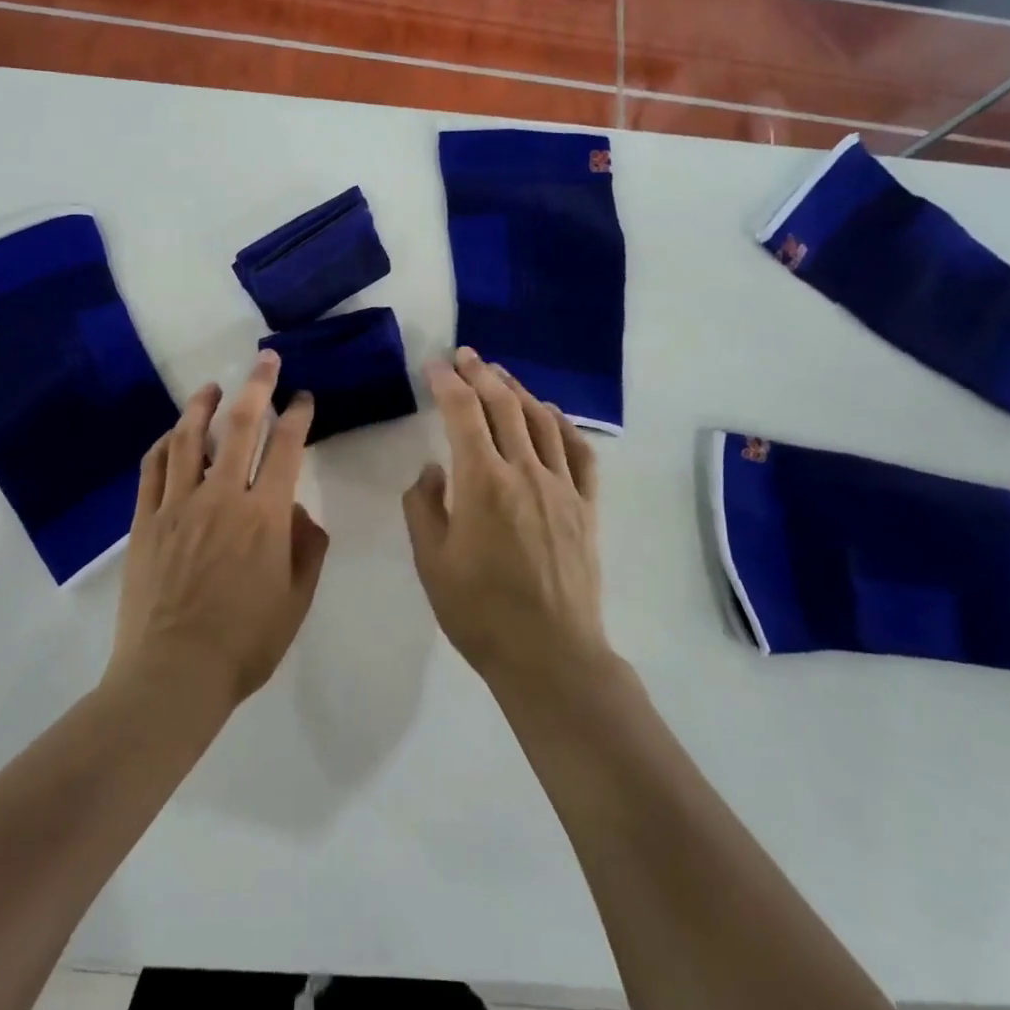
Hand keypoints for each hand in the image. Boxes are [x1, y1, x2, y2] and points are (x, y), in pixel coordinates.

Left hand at [108, 350, 327, 707]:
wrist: (173, 675)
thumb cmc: (244, 643)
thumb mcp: (296, 601)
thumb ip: (306, 548)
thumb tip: (299, 512)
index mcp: (264, 516)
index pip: (286, 448)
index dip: (298, 416)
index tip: (303, 398)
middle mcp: (221, 497)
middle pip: (240, 427)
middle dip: (257, 387)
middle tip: (264, 360)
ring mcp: (177, 505)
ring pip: (189, 439)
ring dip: (203, 406)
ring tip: (212, 388)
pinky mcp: (145, 521)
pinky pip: (152, 469)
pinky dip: (163, 444)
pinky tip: (171, 434)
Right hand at [403, 348, 607, 691]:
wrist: (549, 653)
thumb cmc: (479, 611)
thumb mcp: (431, 561)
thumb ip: (423, 506)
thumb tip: (433, 470)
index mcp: (483, 482)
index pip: (463, 413)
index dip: (447, 382)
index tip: (434, 365)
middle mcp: (525, 471)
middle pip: (503, 405)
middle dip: (481, 373)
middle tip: (465, 355)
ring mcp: (561, 486)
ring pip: (540, 420)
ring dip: (518, 390)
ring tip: (500, 374)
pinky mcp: (586, 505)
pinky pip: (578, 451)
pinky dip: (562, 423)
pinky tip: (550, 413)